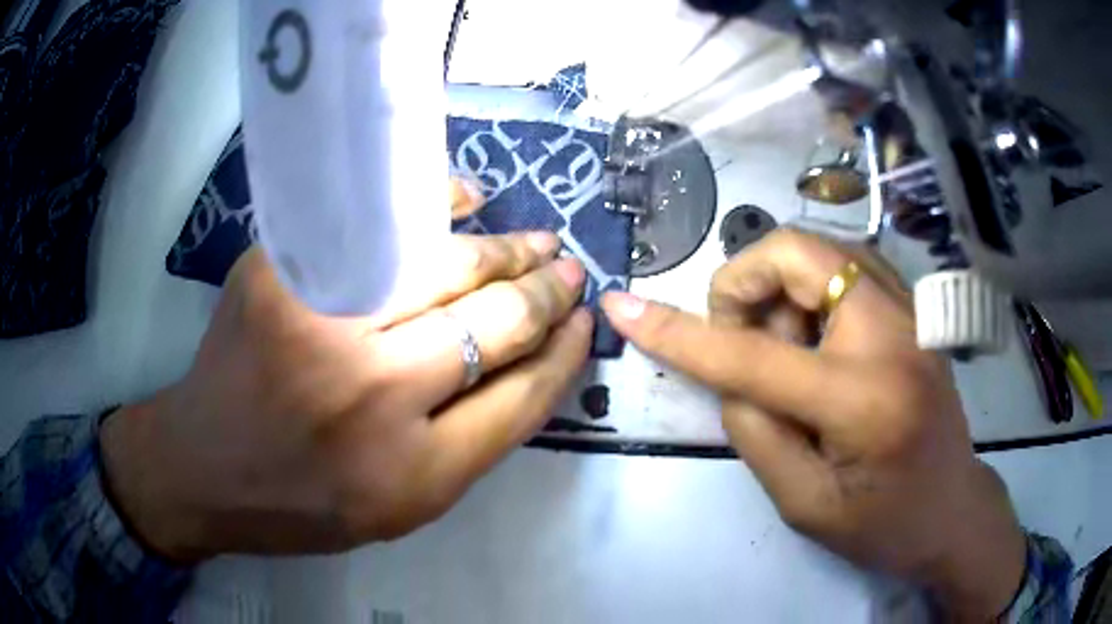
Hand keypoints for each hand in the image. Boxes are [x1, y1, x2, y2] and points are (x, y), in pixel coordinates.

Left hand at [100, 228, 591, 561]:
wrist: (202, 468)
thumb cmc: (301, 502)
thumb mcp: (399, 508)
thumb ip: (465, 444)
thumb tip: (526, 361)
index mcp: (411, 475)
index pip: (521, 398)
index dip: (563, 354)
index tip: (585, 322)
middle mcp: (372, 397)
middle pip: (492, 325)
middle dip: (545, 292)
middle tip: (570, 270)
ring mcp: (319, 325)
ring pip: (444, 267)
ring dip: (503, 251)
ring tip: (536, 243)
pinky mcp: (279, 275)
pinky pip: (375, 226)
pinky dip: (429, 207)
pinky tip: (464, 200)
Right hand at [602, 229, 1025, 620]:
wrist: (953, 508)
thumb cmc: (883, 524)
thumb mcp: (804, 503)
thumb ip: (755, 430)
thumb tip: (728, 369)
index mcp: (864, 400)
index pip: (752, 356)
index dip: (680, 332)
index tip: (625, 306)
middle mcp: (893, 334)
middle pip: (796, 254)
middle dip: (745, 286)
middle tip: (742, 342)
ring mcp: (911, 311)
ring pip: (819, 251)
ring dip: (781, 292)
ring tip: (792, 357)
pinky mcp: (914, 307)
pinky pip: (845, 265)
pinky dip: (811, 289)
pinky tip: (819, 339)